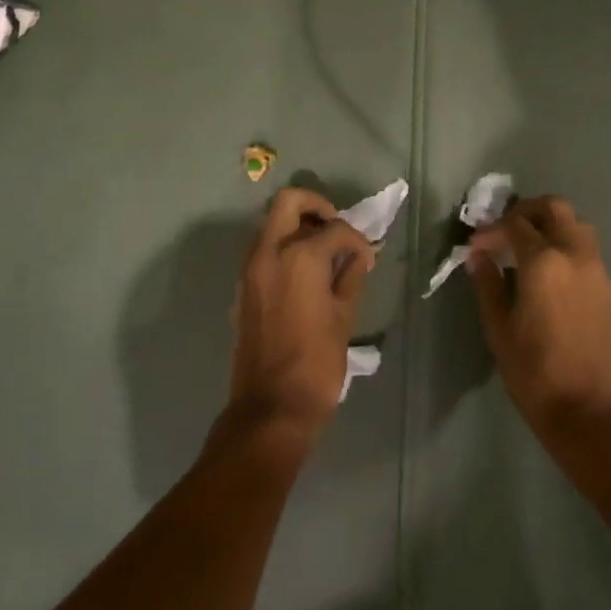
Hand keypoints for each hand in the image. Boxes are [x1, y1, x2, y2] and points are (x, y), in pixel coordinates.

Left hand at [228, 187, 375, 441]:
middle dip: (317, 207)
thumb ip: (350, 277)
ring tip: (324, 252)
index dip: (357, 240)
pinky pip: (263, 249)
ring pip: (271, 223)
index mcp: (299, 256)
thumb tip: (359, 257)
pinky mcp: (243, 286)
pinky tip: (306, 273)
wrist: (271, 406)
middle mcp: (268, 252)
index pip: (334, 229)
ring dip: (297, 226)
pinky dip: (283, 247)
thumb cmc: (316, 363)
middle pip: (289, 202)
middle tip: (336, 230)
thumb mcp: (343, 317)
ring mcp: (250, 268)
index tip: (367, 258)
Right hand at [468, 196, 610, 436]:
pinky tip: (547, 272)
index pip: (514, 224)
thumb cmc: (534, 371)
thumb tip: (477, 256)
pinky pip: (586, 249)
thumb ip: (488, 283)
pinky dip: (565, 245)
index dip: (491, 230)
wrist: (590, 411)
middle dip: (526, 211)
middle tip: (504, 231)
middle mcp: (575, 254)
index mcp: (544, 261)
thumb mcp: (499, 327)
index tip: (475, 247)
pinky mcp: (607, 287)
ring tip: (526, 249)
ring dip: (550, 225)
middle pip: (553, 208)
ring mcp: (597, 269)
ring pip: (576, 224)